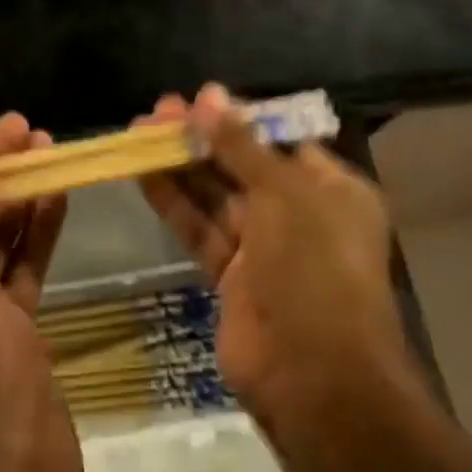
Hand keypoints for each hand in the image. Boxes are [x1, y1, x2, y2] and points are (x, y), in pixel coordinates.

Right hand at [138, 85, 427, 434]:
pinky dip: (173, 201)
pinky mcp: (231, 276)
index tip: (199, 99)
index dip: (239, 119)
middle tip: (159, 110)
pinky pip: (200, 228)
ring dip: (180, 164)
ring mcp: (264, 248)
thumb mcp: (283, 193)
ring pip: (216, 195)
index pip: (280, 141)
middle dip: (202, 138)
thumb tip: (208, 94)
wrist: (314, 378)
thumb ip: (240, 144)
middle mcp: (300, 215)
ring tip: (140, 130)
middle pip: (242, 165)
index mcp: (331, 191)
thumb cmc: (314, 268)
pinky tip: (143, 172)